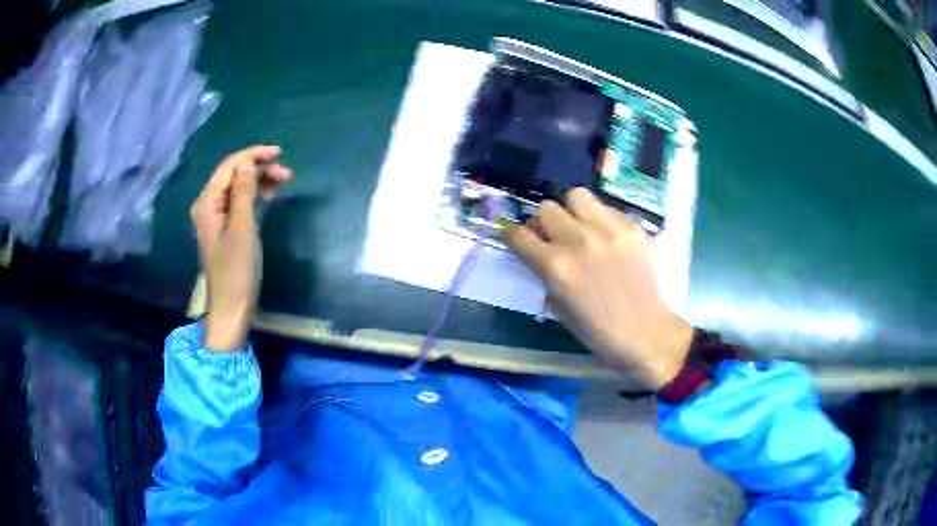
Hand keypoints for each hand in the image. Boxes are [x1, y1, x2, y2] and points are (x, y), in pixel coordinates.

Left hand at [190, 145, 292, 351]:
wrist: (231, 308)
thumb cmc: (236, 269)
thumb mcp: (242, 227)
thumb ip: (243, 192)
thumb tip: (247, 163)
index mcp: (207, 202)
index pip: (230, 166)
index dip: (253, 155)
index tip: (279, 153)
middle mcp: (208, 205)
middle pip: (233, 174)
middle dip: (259, 168)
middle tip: (287, 172)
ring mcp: (216, 218)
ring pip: (238, 187)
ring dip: (260, 181)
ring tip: (284, 180)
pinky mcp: (225, 229)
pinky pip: (240, 202)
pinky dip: (255, 195)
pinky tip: (270, 194)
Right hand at [504, 188, 693, 389]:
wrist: (647, 334)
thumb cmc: (600, 333)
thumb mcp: (560, 311)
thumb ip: (547, 278)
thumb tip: (543, 258)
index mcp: (556, 267)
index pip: (519, 235)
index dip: (514, 237)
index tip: (519, 241)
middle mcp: (578, 240)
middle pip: (546, 209)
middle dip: (545, 223)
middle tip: (555, 238)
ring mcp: (608, 229)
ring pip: (577, 196)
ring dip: (573, 211)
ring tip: (582, 227)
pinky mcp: (631, 227)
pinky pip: (607, 208)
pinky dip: (601, 218)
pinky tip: (608, 237)